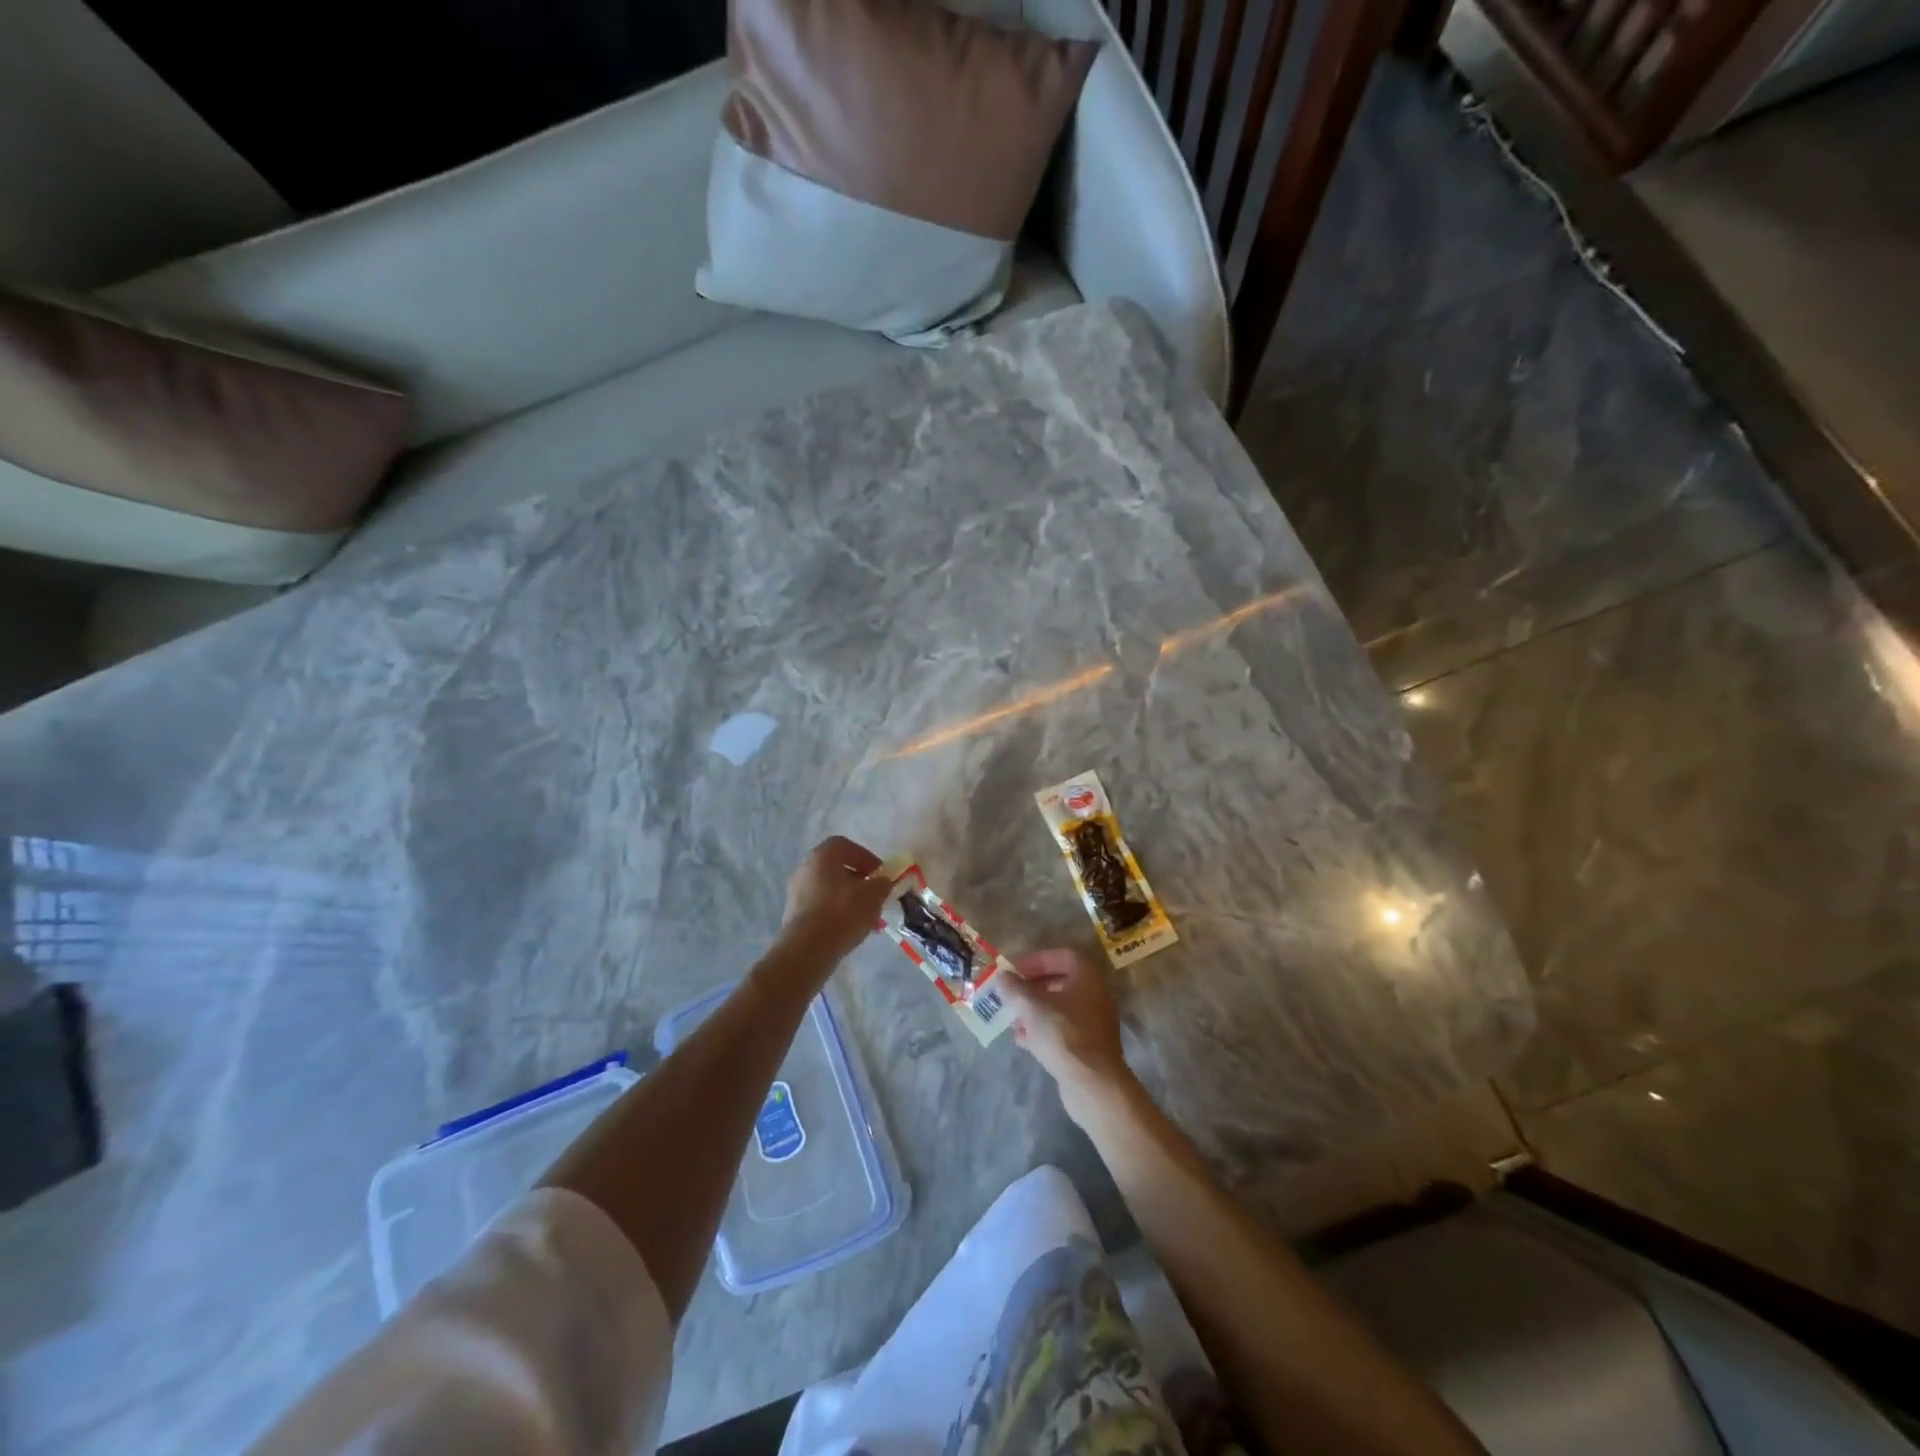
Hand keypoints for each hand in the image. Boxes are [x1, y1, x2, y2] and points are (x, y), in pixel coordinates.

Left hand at [780, 835, 891, 962]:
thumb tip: (883, 882)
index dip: (865, 857)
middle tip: (875, 896)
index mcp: (822, 856)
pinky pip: (821, 908)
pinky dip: (837, 914)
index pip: (845, 846)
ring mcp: (796, 893)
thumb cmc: (842, 913)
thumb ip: (882, 884)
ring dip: (850, 900)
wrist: (807, 950)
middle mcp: (805, 869)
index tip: (880, 874)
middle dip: (859, 882)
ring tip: (868, 919)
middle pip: (837, 869)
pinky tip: (851, 930)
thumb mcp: (873, 895)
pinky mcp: (794, 915)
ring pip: (830, 890)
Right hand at [998, 948, 1139, 1125]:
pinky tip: (1023, 1041)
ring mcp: (1094, 1021)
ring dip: (1034, 1010)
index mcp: (1087, 976)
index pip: (1061, 956)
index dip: (1036, 960)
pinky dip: (1043, 1030)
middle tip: (1011, 994)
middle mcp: (1095, 994)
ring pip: (1059, 1008)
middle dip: (1032, 988)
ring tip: (1013, 1020)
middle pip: (1059, 982)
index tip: (1015, 971)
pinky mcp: (1089, 1045)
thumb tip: (1002, 977)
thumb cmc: (1064, 1035)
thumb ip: (1014, 988)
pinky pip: (1063, 1029)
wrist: (1093, 1084)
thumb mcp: (1032, 1007)